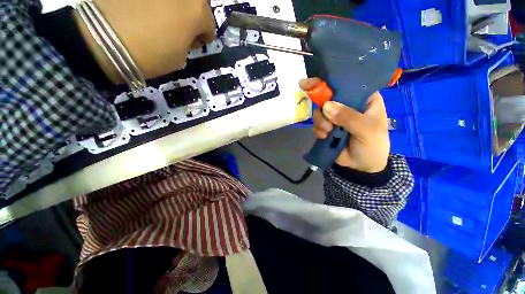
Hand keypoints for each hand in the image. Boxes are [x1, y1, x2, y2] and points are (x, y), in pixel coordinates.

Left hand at [74, 0, 215, 82]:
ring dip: (175, 6)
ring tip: (162, 17)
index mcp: (197, 10)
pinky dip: (154, 2)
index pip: (209, 24)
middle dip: (193, 16)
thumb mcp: (180, 58)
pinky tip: (145, 9)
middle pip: (196, 2)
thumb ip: (188, 42)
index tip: (195, 43)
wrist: (101, 38)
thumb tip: (185, 35)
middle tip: (182, 27)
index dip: (204, 36)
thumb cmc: (151, 54)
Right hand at [300, 78, 390, 172]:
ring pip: (319, 111)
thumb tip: (326, 106)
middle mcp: (347, 105)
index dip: (329, 82)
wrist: (362, 167)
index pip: (346, 84)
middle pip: (327, 97)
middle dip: (322, 108)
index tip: (311, 83)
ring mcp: (335, 117)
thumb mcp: (367, 130)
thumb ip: (349, 117)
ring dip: (320, 122)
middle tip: (325, 120)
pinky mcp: (326, 128)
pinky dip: (317, 130)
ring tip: (327, 132)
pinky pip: (316, 124)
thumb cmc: (373, 145)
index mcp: (363, 99)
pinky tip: (324, 137)